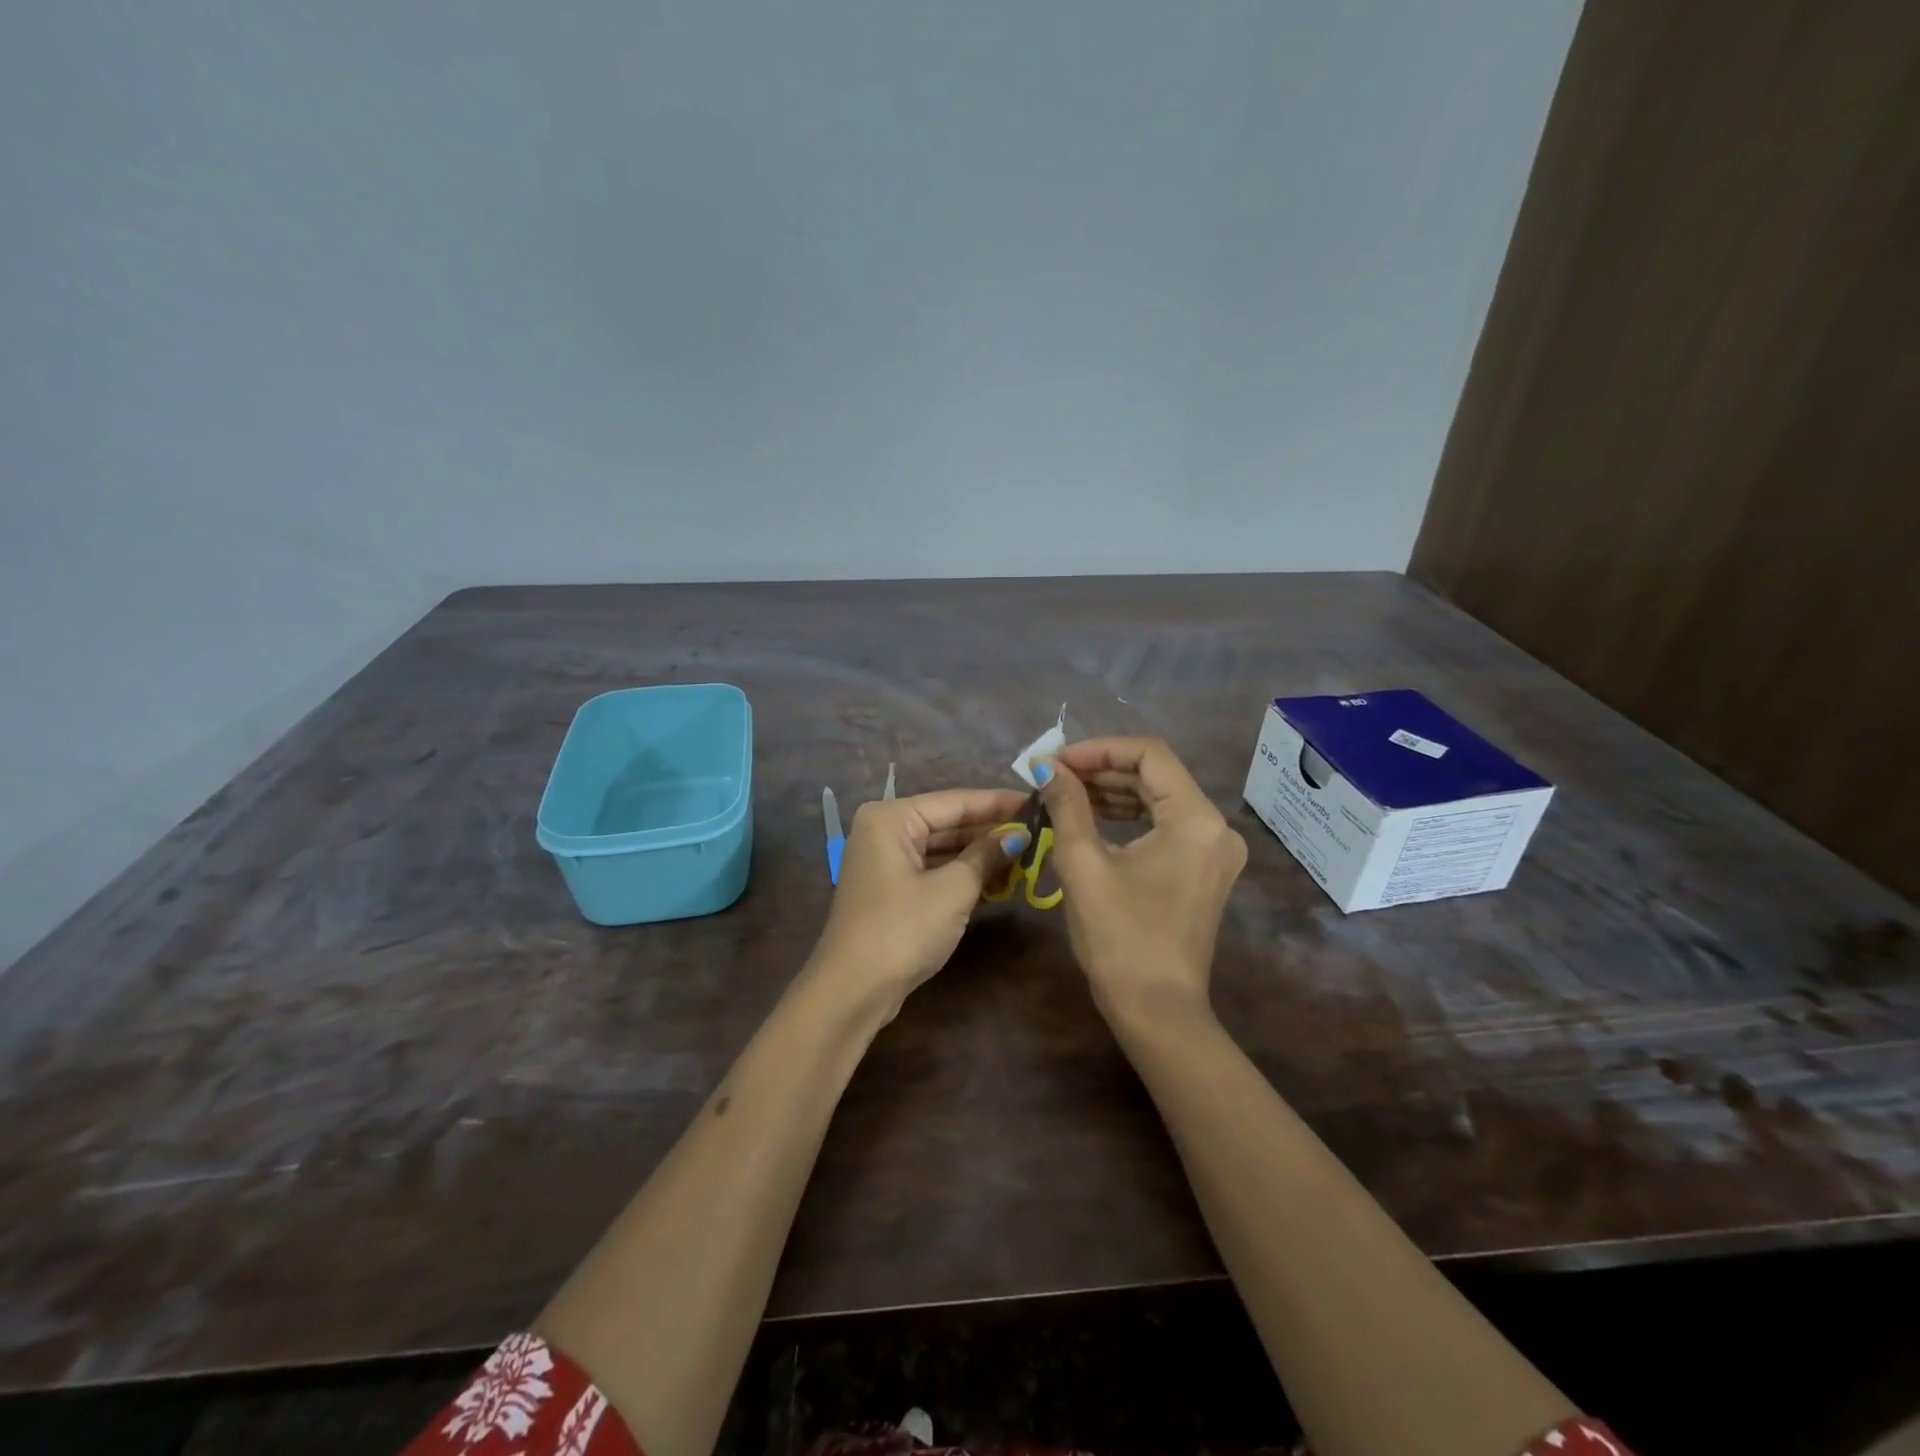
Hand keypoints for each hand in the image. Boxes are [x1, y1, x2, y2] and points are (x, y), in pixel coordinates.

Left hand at [809, 787, 1030, 1016]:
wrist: (853, 991)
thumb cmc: (902, 929)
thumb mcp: (953, 890)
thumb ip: (986, 856)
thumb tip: (1019, 835)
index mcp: (891, 818)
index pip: (955, 801)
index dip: (998, 803)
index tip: (1036, 800)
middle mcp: (884, 831)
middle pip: (948, 823)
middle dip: (991, 831)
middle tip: (1038, 830)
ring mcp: (886, 862)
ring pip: (943, 849)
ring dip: (981, 855)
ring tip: (1028, 854)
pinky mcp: (892, 890)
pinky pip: (934, 871)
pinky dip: (964, 875)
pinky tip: (1001, 879)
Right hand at [1034, 738, 1247, 1023]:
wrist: (1156, 1011)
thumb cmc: (1120, 937)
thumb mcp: (1084, 865)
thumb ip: (1068, 806)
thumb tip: (1048, 766)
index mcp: (1196, 819)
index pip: (1149, 755)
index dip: (1099, 749)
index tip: (1057, 761)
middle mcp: (1215, 827)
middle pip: (1156, 775)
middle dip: (1102, 770)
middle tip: (1054, 776)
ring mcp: (1213, 851)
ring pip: (1159, 800)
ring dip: (1112, 792)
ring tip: (1064, 793)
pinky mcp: (1203, 870)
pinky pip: (1164, 826)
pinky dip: (1128, 817)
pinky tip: (1091, 818)